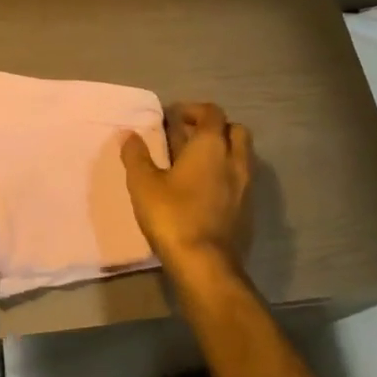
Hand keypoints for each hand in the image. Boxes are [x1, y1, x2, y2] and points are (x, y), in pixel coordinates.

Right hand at [121, 102, 253, 285]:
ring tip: (195, 164)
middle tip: (189, 137)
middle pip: (234, 130)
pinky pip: (240, 181)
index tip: (173, 117)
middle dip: (214, 128)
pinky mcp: (248, 211)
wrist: (207, 266)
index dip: (193, 110)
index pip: (212, 112)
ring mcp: (246, 187)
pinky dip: (225, 176)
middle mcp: (234, 160)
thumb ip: (136, 156)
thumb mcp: (143, 184)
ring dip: (222, 152)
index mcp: (211, 146)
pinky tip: (204, 191)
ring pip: (240, 156)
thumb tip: (129, 134)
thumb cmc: (173, 216)